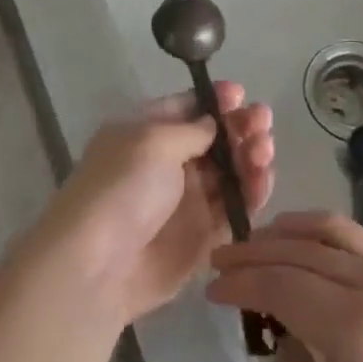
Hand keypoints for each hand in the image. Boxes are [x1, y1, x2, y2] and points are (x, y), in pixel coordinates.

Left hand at [39, 84, 273, 325]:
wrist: (98, 266)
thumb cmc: (122, 188)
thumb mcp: (153, 142)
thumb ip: (192, 130)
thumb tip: (215, 123)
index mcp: (148, 131)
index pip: (188, 107)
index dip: (216, 100)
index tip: (240, 94)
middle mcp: (169, 162)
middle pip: (216, 139)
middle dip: (241, 127)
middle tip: (262, 122)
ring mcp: (188, 200)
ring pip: (231, 172)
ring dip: (252, 156)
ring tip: (264, 152)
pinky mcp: (203, 236)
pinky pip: (236, 208)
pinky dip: (253, 193)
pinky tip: (263, 180)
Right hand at [207, 211, 362, 361]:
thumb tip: (282, 339)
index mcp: (356, 326)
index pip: (281, 285)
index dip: (241, 282)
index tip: (212, 289)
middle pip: (299, 251)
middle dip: (253, 252)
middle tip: (220, 261)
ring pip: (327, 230)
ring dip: (284, 231)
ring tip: (253, 243)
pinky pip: (353, 236)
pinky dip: (317, 230)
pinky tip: (298, 241)